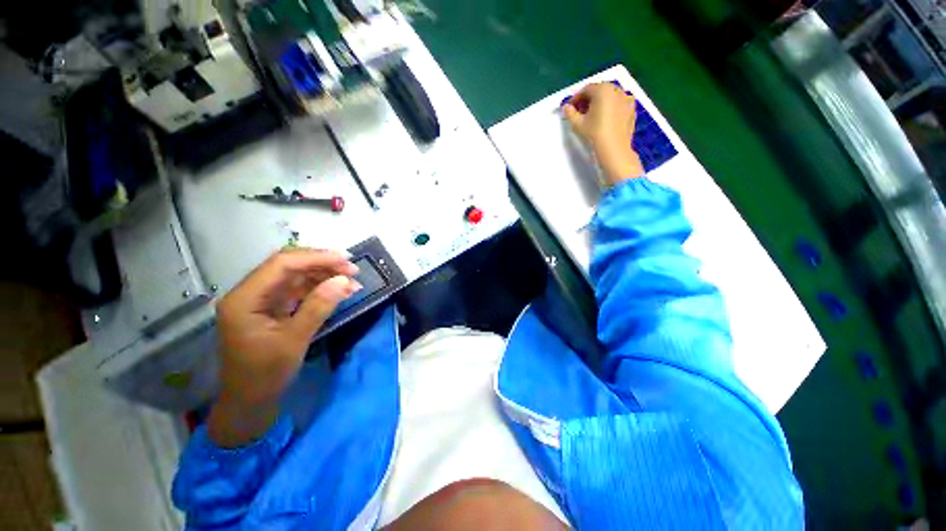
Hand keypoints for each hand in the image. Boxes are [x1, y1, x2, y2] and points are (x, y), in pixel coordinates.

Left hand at [209, 249, 360, 446]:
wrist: (250, 402)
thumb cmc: (266, 374)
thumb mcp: (295, 340)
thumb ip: (319, 307)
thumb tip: (344, 280)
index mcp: (245, 298)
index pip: (282, 265)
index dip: (316, 258)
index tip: (346, 260)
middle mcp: (250, 292)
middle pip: (288, 266)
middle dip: (322, 264)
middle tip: (353, 270)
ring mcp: (261, 299)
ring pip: (296, 276)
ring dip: (324, 275)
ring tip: (351, 281)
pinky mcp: (272, 307)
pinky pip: (298, 290)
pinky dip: (320, 288)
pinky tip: (339, 291)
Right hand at [563, 82, 644, 185]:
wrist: (614, 149)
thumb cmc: (594, 134)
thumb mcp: (578, 124)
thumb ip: (570, 113)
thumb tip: (566, 107)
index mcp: (602, 90)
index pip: (586, 89)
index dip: (576, 98)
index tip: (570, 108)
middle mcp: (616, 89)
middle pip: (599, 91)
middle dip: (588, 100)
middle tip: (580, 112)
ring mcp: (626, 98)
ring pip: (609, 97)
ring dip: (599, 103)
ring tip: (592, 117)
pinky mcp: (632, 108)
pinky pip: (618, 104)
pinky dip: (610, 107)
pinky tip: (605, 119)